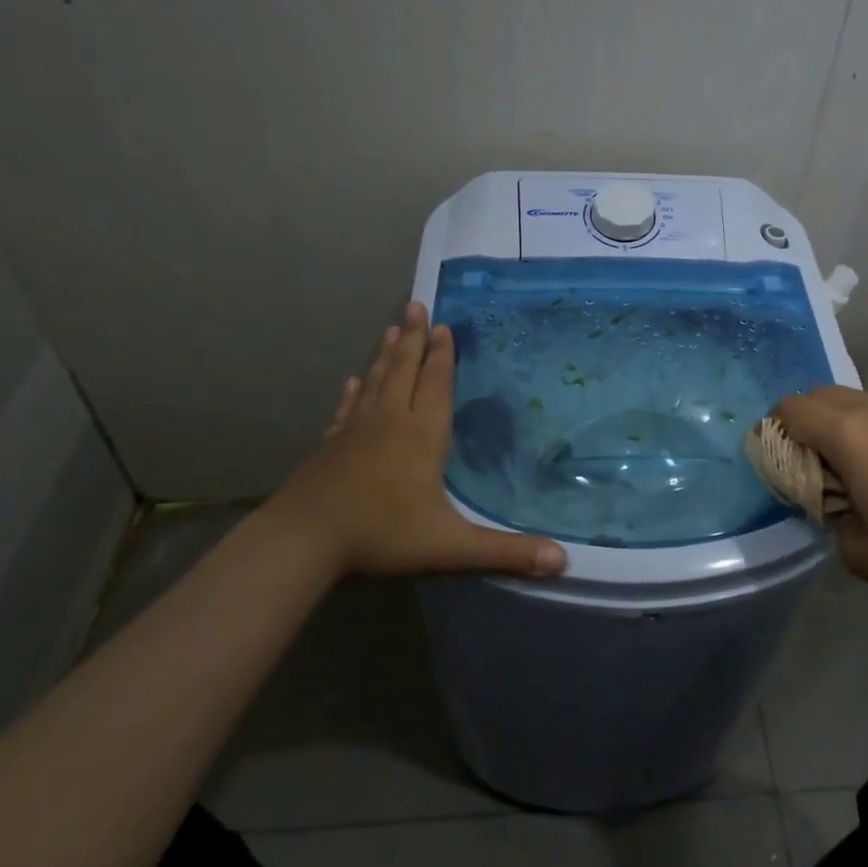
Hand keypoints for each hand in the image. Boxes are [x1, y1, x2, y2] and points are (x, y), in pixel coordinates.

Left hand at [266, 303, 567, 580]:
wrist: (304, 540)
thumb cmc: (381, 534)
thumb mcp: (450, 547)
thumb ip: (505, 552)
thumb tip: (563, 561)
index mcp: (422, 435)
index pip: (436, 384)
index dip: (443, 355)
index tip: (444, 326)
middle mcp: (390, 421)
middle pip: (405, 370)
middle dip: (414, 338)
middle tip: (415, 305)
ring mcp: (355, 430)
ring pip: (376, 381)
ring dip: (386, 355)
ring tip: (393, 329)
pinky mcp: (330, 445)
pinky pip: (347, 409)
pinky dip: (353, 392)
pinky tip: (352, 382)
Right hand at [773, 386, 867, 618]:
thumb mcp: (855, 549)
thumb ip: (825, 511)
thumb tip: (827, 494)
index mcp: (848, 435)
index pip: (791, 407)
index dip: (776, 427)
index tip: (781, 454)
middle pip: (821, 393)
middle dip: (808, 419)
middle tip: (819, 459)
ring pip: (863, 399)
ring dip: (850, 422)